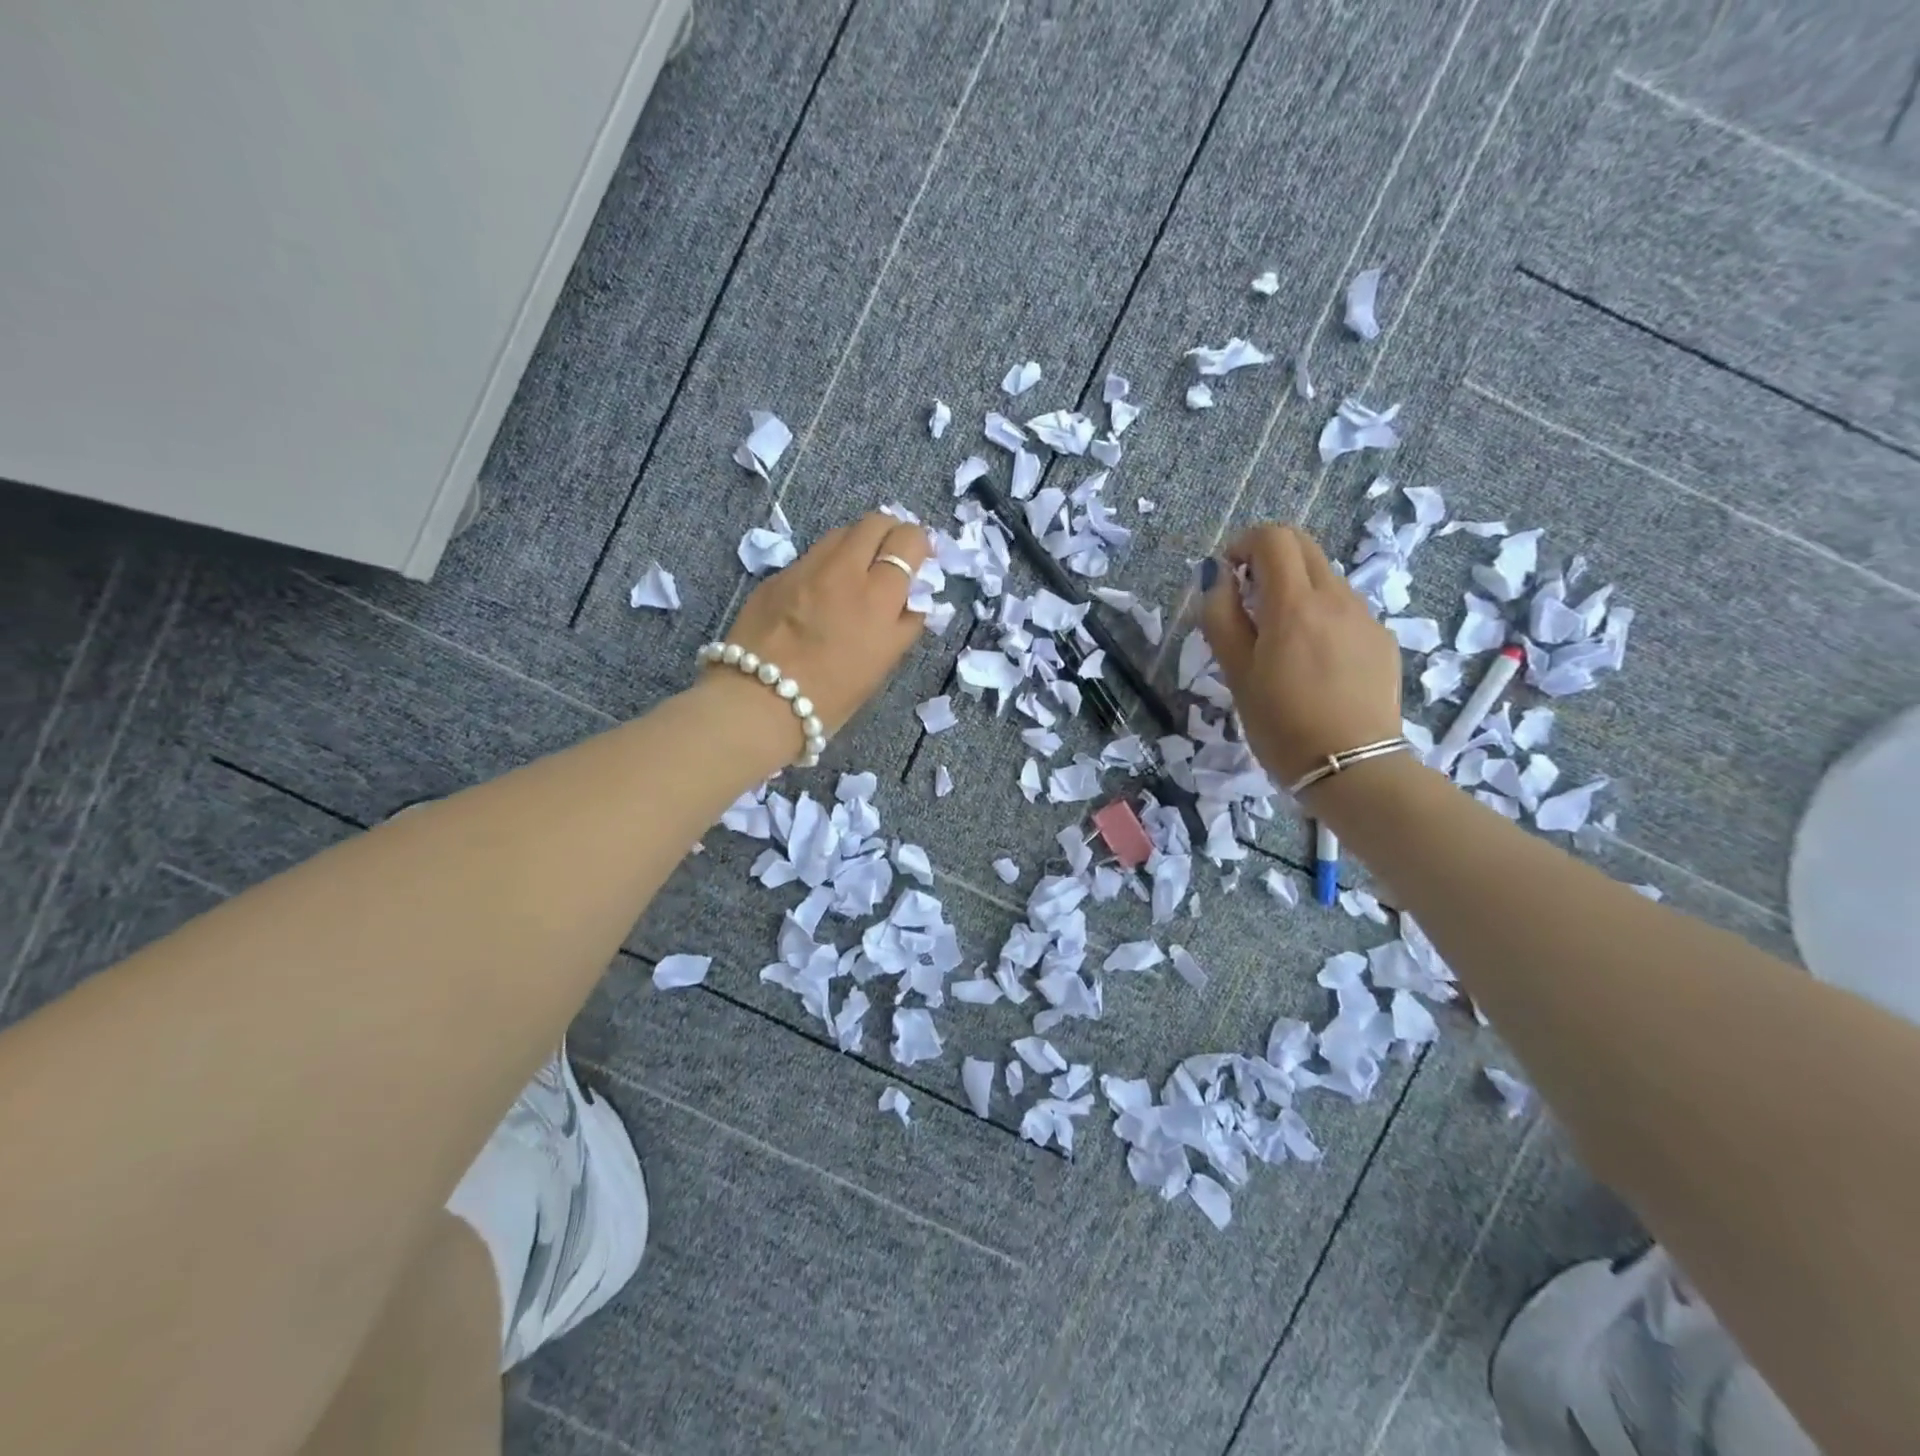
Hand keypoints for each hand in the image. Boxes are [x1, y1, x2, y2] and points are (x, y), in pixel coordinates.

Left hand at [712, 512, 934, 742]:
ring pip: (840, 534)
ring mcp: (806, 568)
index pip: (909, 539)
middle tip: (890, 559)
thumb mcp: (884, 662)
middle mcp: (843, 569)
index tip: (919, 562)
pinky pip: (810, 557)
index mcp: (878, 594)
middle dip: (890, 533)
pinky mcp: (776, 576)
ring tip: (856, 574)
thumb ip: (905, 623)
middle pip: (875, 522)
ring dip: (856, 545)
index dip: (919, 545)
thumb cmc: (833, 693)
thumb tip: (913, 597)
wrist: (760, 700)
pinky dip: (825, 566)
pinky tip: (818, 596)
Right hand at [1199, 523, 1402, 786]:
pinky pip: (1345, 609)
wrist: (1352, 767)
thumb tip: (1217, 577)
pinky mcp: (1382, 640)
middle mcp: (1336, 598)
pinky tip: (1312, 661)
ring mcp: (1365, 617)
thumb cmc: (1281, 724)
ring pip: (1325, 577)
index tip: (1227, 575)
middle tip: (1247, 598)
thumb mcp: (1236, 673)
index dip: (1244, 544)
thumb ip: (1222, 617)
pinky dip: (1320, 614)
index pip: (1273, 538)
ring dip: (1295, 587)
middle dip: (1269, 557)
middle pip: (1304, 546)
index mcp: (1294, 604)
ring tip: (1278, 637)